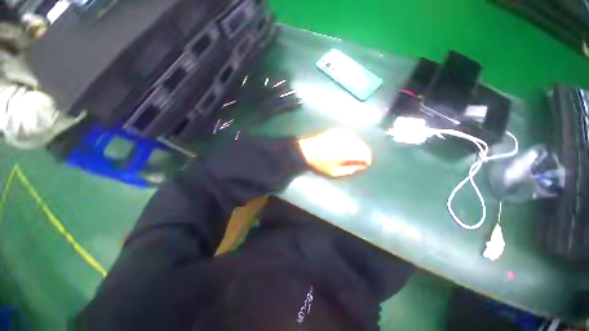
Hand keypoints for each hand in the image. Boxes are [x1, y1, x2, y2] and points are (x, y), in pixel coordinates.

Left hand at [298, 129, 371, 176]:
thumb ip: (350, 170)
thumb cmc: (319, 164)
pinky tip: (348, 146)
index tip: (363, 166)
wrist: (305, 151)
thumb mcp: (334, 172)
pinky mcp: (337, 131)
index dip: (366, 161)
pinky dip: (352, 141)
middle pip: (363, 146)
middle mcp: (347, 140)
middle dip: (364, 154)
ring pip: (358, 140)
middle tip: (358, 161)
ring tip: (353, 155)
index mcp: (347, 151)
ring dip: (358, 147)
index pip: (365, 155)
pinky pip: (350, 135)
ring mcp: (342, 134)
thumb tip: (361, 166)